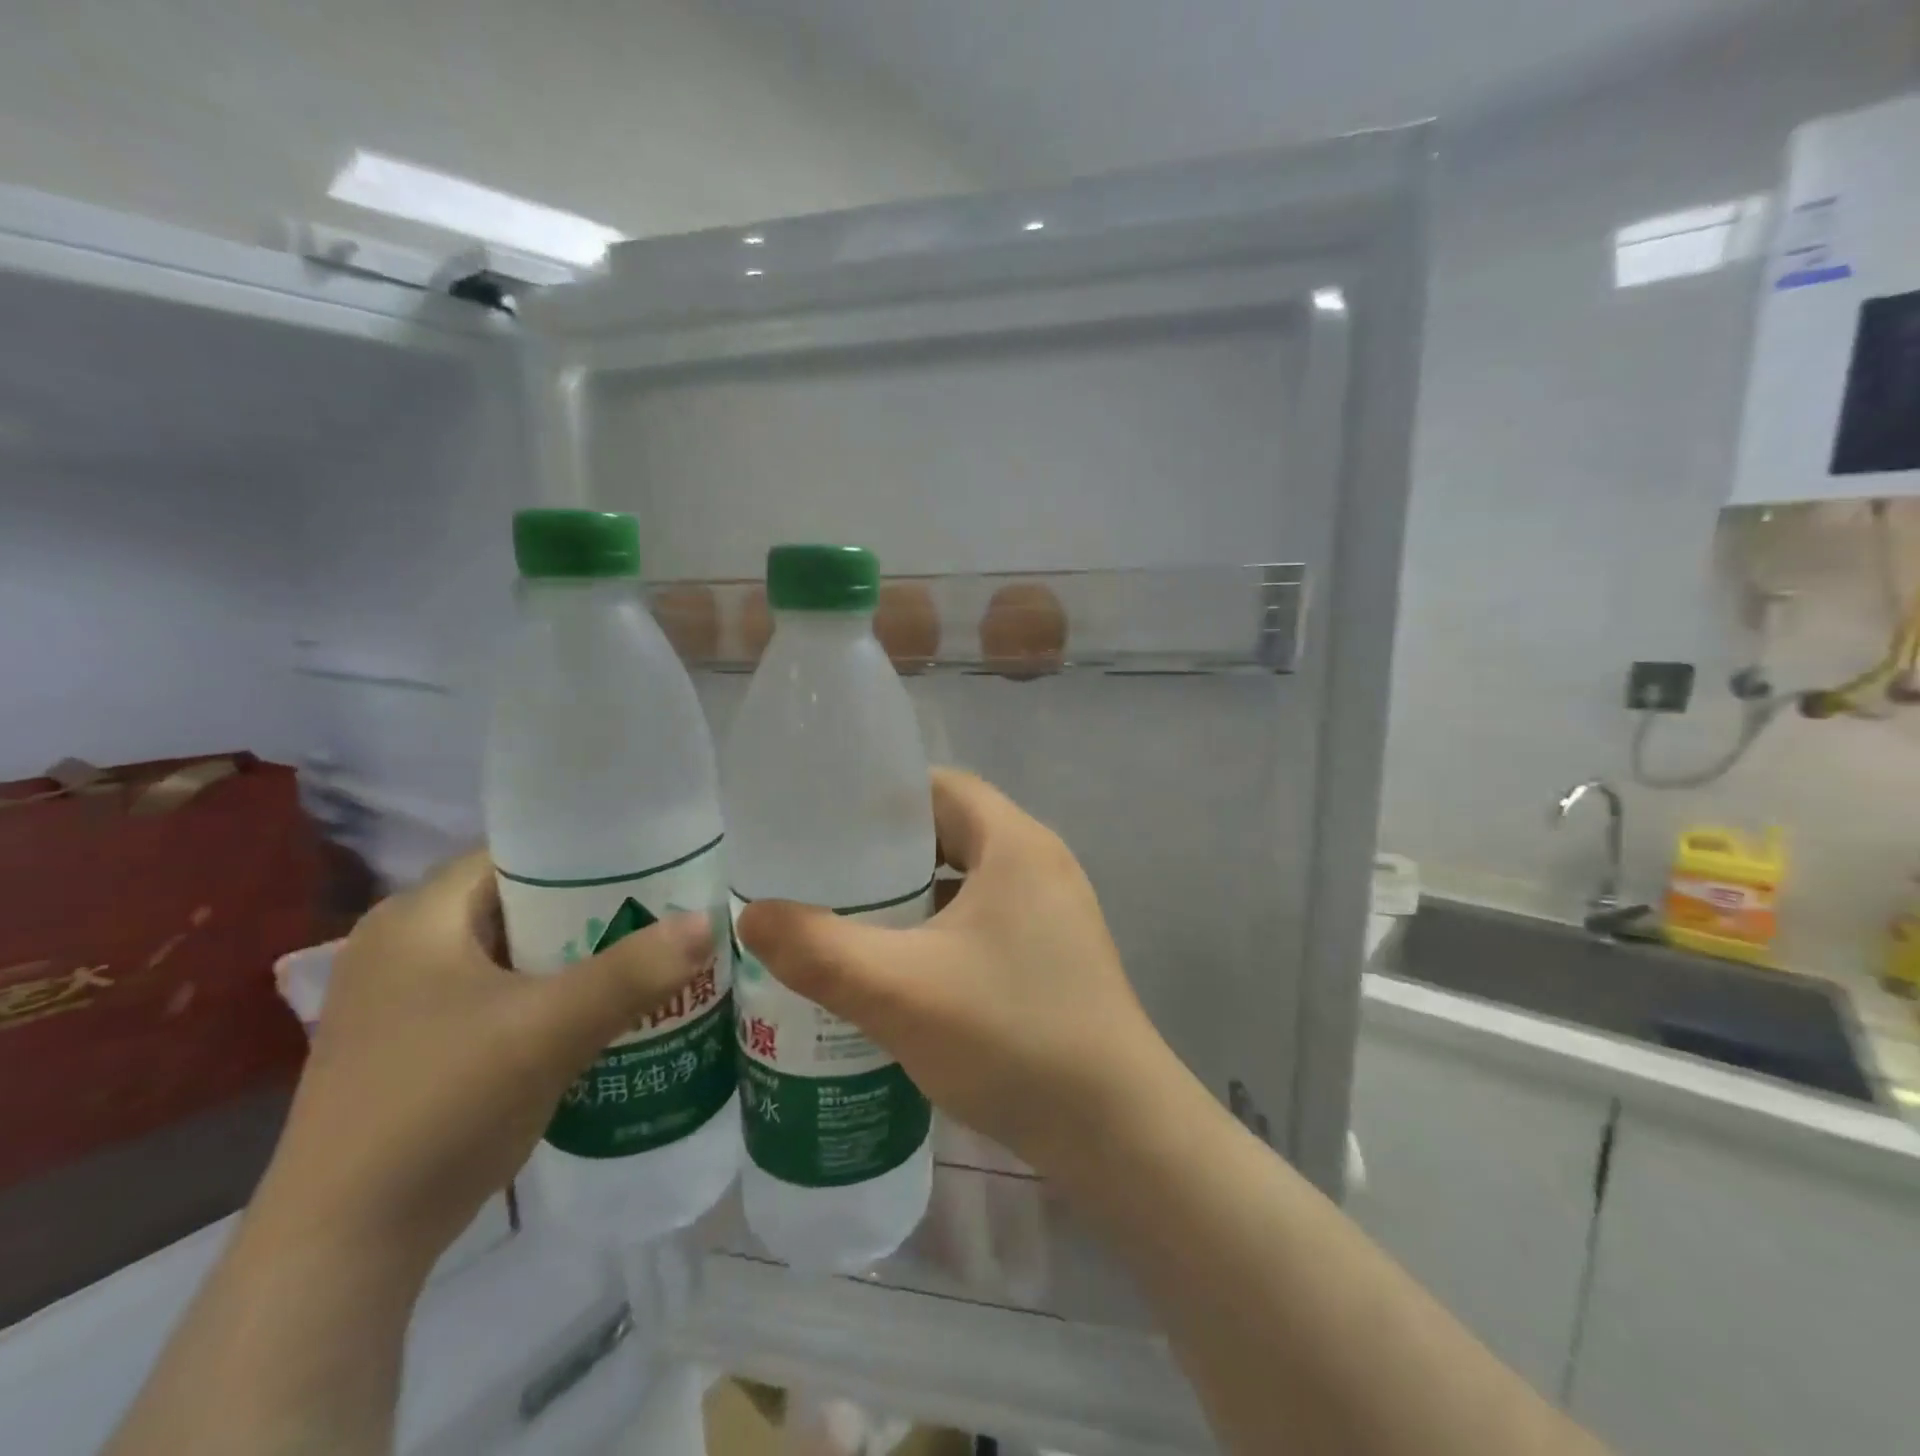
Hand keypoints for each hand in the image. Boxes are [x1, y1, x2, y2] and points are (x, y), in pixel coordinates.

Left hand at [252, 849, 711, 1278]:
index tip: (655, 864)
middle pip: (520, 904)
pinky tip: (602, 1014)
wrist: (343, 1250)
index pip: (517, 854)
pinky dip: (550, 997)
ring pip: (514, 954)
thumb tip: (710, 921)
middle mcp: (404, 947)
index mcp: (417, 918)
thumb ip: (633, 972)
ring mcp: (405, 1003)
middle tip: (664, 913)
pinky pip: (502, 997)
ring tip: (648, 957)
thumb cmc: (439, 1106)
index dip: (588, 854)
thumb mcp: (549, 1029)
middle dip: (593, 909)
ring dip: (576, 957)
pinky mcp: (417, 1049)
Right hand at [736, 769, 1178, 1180]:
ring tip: (849, 920)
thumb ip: (819, 950)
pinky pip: (985, 920)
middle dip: (888, 852)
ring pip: (968, 881)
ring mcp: (1054, 912)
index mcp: (1015, 843)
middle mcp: (1041, 864)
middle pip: (952, 831)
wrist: (1116, 1130)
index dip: (882, 798)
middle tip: (824, 875)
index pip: (941, 787)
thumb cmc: (1012, 1036)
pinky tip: (901, 970)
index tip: (824, 823)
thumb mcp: (900, 991)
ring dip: (913, 895)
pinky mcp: (1054, 956)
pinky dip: (940, 931)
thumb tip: (751, 915)